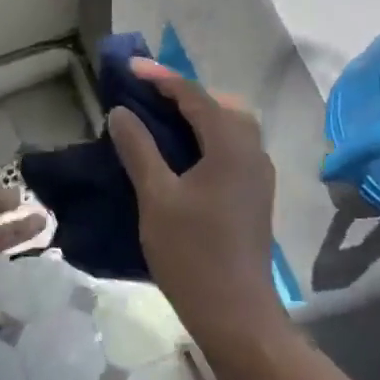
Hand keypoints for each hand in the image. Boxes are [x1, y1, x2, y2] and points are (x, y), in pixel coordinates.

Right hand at [108, 59, 281, 338]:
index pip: (195, 97)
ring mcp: (258, 176)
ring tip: (159, 121)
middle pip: (221, 106)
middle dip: (184, 94)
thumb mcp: (156, 197)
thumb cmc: (191, 253)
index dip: (160, 78)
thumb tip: (122, 113)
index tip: (128, 68)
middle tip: (146, 95)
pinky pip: (232, 150)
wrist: (234, 311)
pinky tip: (181, 156)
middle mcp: (253, 152)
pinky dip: (206, 140)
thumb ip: (139, 150)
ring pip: (230, 128)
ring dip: (197, 117)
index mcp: (231, 146)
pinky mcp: (254, 196)